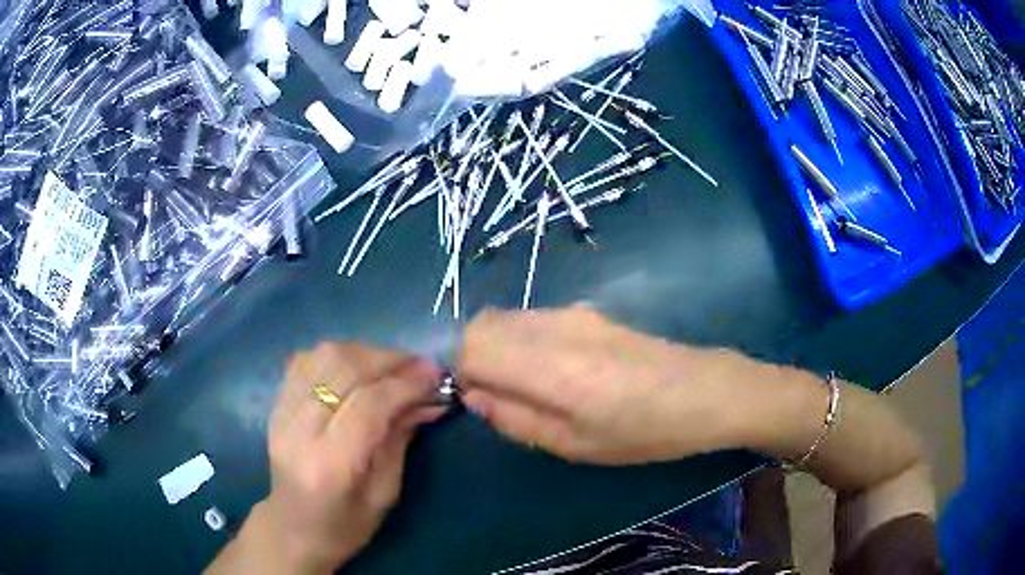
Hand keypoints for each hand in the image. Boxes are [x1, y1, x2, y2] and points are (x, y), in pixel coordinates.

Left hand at [210, 343, 444, 573]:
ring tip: (391, 366)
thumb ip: (401, 439)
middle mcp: (299, 431)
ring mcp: (281, 412)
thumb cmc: (345, 525)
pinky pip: (305, 360)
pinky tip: (357, 367)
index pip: (368, 405)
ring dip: (364, 353)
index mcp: (330, 465)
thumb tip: (428, 397)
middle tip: (420, 366)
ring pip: (323, 356)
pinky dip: (337, 355)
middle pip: (344, 370)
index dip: (405, 384)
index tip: (435, 375)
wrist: (292, 528)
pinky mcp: (276, 404)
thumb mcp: (384, 493)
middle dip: (389, 360)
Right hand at [458, 307, 803, 464]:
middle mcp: (553, 327)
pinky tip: (557, 370)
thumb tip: (473, 396)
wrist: (705, 391)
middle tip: (501, 396)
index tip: (479, 400)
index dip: (461, 373)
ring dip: (498, 348)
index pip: (471, 346)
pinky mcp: (587, 311)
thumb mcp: (576, 445)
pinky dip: (521, 340)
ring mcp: (572, 313)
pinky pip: (532, 318)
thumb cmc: (644, 431)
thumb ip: (516, 419)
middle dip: (475, 357)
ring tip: (530, 386)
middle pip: (482, 324)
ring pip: (506, 318)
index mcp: (548, 366)